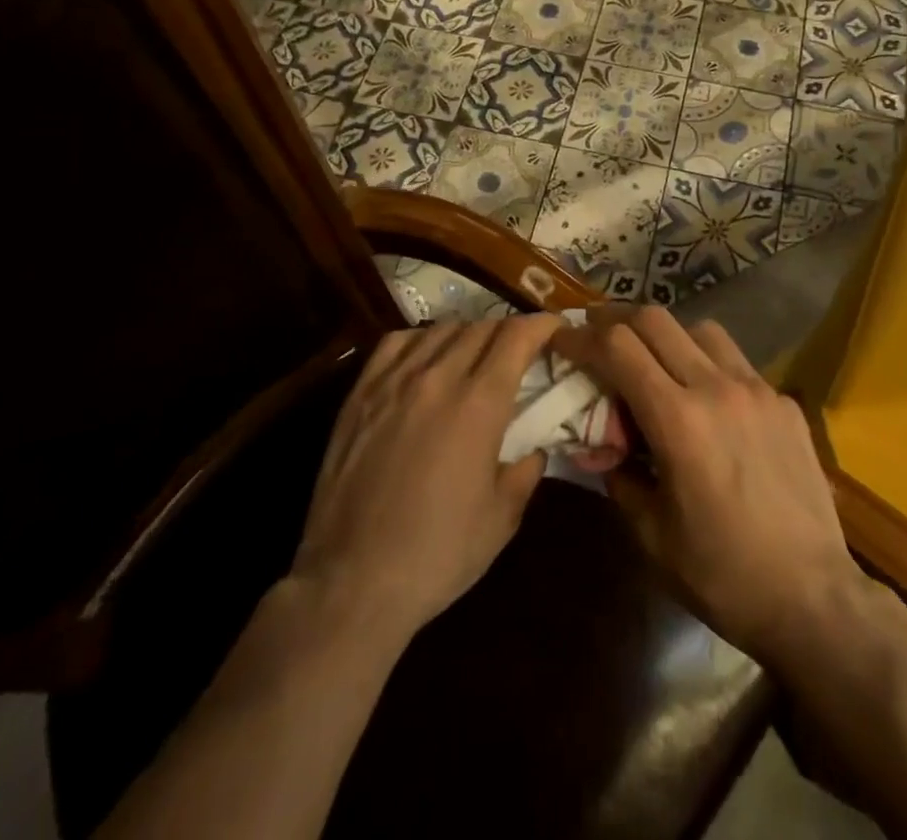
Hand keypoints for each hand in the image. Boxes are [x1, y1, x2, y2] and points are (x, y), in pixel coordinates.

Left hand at [290, 317, 556, 642]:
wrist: (352, 582)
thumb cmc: (437, 554)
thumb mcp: (501, 519)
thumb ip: (525, 472)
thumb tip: (534, 449)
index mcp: (479, 404)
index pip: (517, 337)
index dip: (541, 324)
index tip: (555, 327)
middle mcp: (438, 378)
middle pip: (481, 327)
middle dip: (509, 330)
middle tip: (520, 349)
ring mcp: (394, 382)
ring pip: (441, 329)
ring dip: (468, 333)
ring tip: (475, 353)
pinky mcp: (360, 394)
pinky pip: (396, 342)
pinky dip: (422, 339)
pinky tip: (426, 358)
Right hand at [559, 307, 866, 662]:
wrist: (814, 599)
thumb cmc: (723, 575)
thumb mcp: (651, 535)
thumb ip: (618, 475)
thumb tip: (600, 445)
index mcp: (678, 420)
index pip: (617, 348)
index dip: (581, 336)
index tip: (562, 338)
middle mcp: (717, 388)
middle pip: (655, 320)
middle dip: (616, 319)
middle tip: (597, 334)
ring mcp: (758, 390)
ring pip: (701, 330)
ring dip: (667, 336)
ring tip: (655, 365)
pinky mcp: (785, 403)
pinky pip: (738, 364)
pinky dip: (709, 367)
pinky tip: (710, 406)